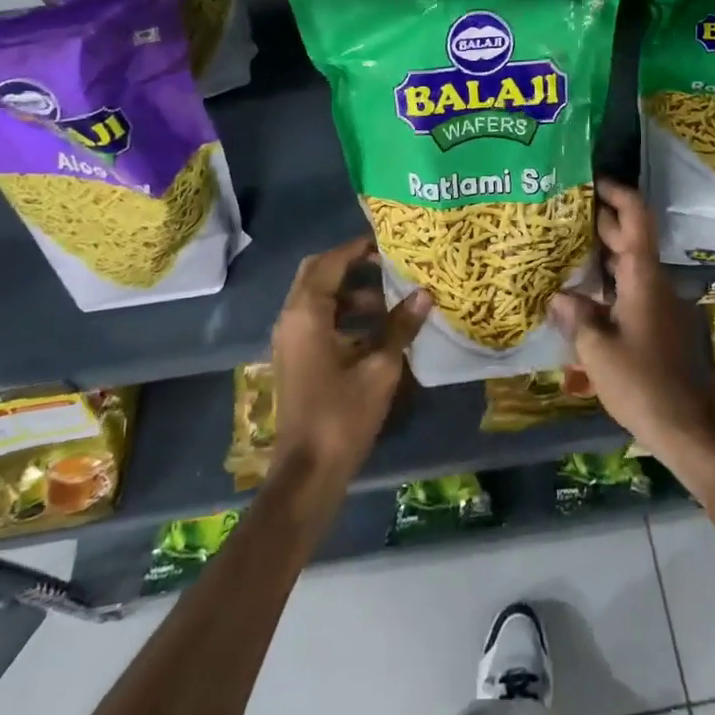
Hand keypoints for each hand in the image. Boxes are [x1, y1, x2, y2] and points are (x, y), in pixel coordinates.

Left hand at [270, 237, 428, 487]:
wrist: (308, 472)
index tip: (387, 241)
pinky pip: (317, 321)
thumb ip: (400, 326)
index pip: (330, 263)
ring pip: (317, 299)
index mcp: (306, 314)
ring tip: (389, 299)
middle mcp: (291, 319)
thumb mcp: (380, 367)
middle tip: (386, 263)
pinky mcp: (296, 359)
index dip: (357, 248)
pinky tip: (376, 330)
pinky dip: (343, 315)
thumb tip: (425, 293)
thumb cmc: (343, 414)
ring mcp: (290, 341)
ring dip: (350, 293)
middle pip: (317, 275)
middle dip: (351, 265)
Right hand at [548, 180, 714, 467]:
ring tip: (565, 249)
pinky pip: (631, 291)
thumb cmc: (642, 384)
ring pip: (630, 267)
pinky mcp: (660, 327)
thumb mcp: (598, 351)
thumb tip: (558, 297)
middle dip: (601, 222)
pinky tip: (583, 296)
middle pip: (630, 240)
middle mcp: (655, 284)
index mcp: (643, 278)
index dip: (617, 193)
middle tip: (563, 213)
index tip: (592, 180)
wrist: (690, 430)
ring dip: (603, 255)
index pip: (635, 218)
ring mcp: (661, 306)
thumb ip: (576, 318)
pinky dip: (609, 284)